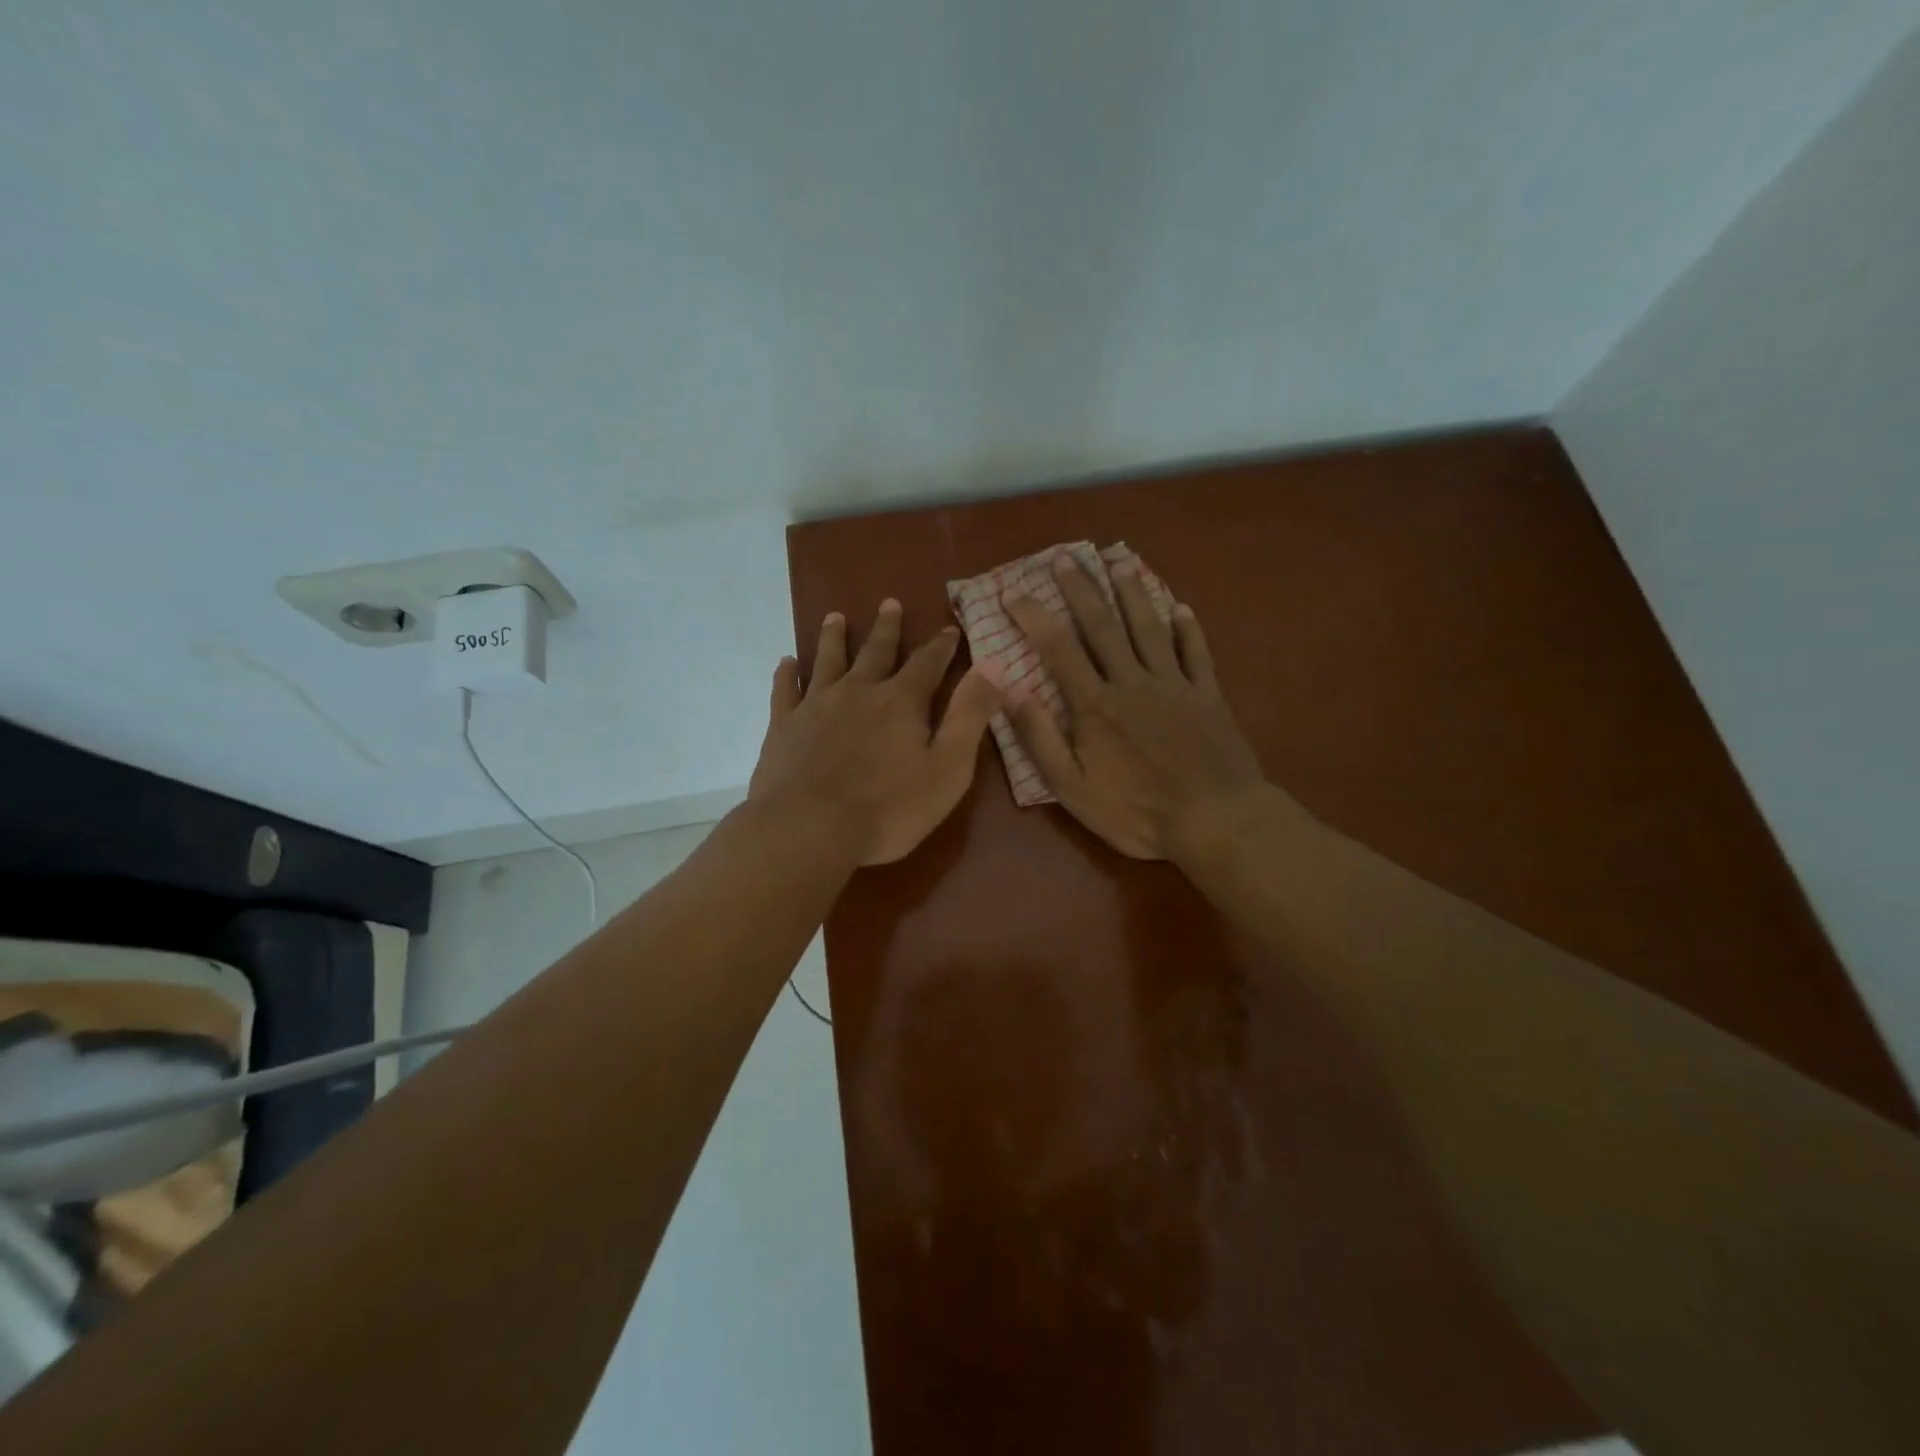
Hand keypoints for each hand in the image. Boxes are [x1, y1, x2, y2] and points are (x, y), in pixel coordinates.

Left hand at [749, 600, 1003, 865]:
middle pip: (875, 651)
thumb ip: (970, 715)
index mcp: (901, 701)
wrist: (809, 829)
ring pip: (827, 661)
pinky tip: (786, 663)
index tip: (949, 628)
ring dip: (834, 637)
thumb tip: (995, 665)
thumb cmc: (888, 808)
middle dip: (887, 628)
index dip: (941, 645)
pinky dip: (787, 673)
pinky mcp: (783, 726)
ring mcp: (816, 706)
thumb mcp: (948, 768)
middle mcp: (858, 691)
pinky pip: (785, 690)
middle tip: (889, 603)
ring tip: (836, 617)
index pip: (927, 663)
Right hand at [1003, 555, 1268, 861]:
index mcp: (1096, 705)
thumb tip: (1010, 691)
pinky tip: (1181, 608)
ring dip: (1132, 594)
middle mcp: (1133, 682)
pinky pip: (1196, 653)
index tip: (1014, 591)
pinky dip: (1188, 629)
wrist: (1216, 821)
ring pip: (1149, 628)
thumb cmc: (1137, 812)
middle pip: (1103, 626)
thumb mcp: (1073, 789)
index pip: (1058, 648)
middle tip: (1066, 556)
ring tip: (1119, 563)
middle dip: (1081, 589)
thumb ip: (1040, 739)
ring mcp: (1174, 685)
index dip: (1034, 616)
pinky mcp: (1208, 695)